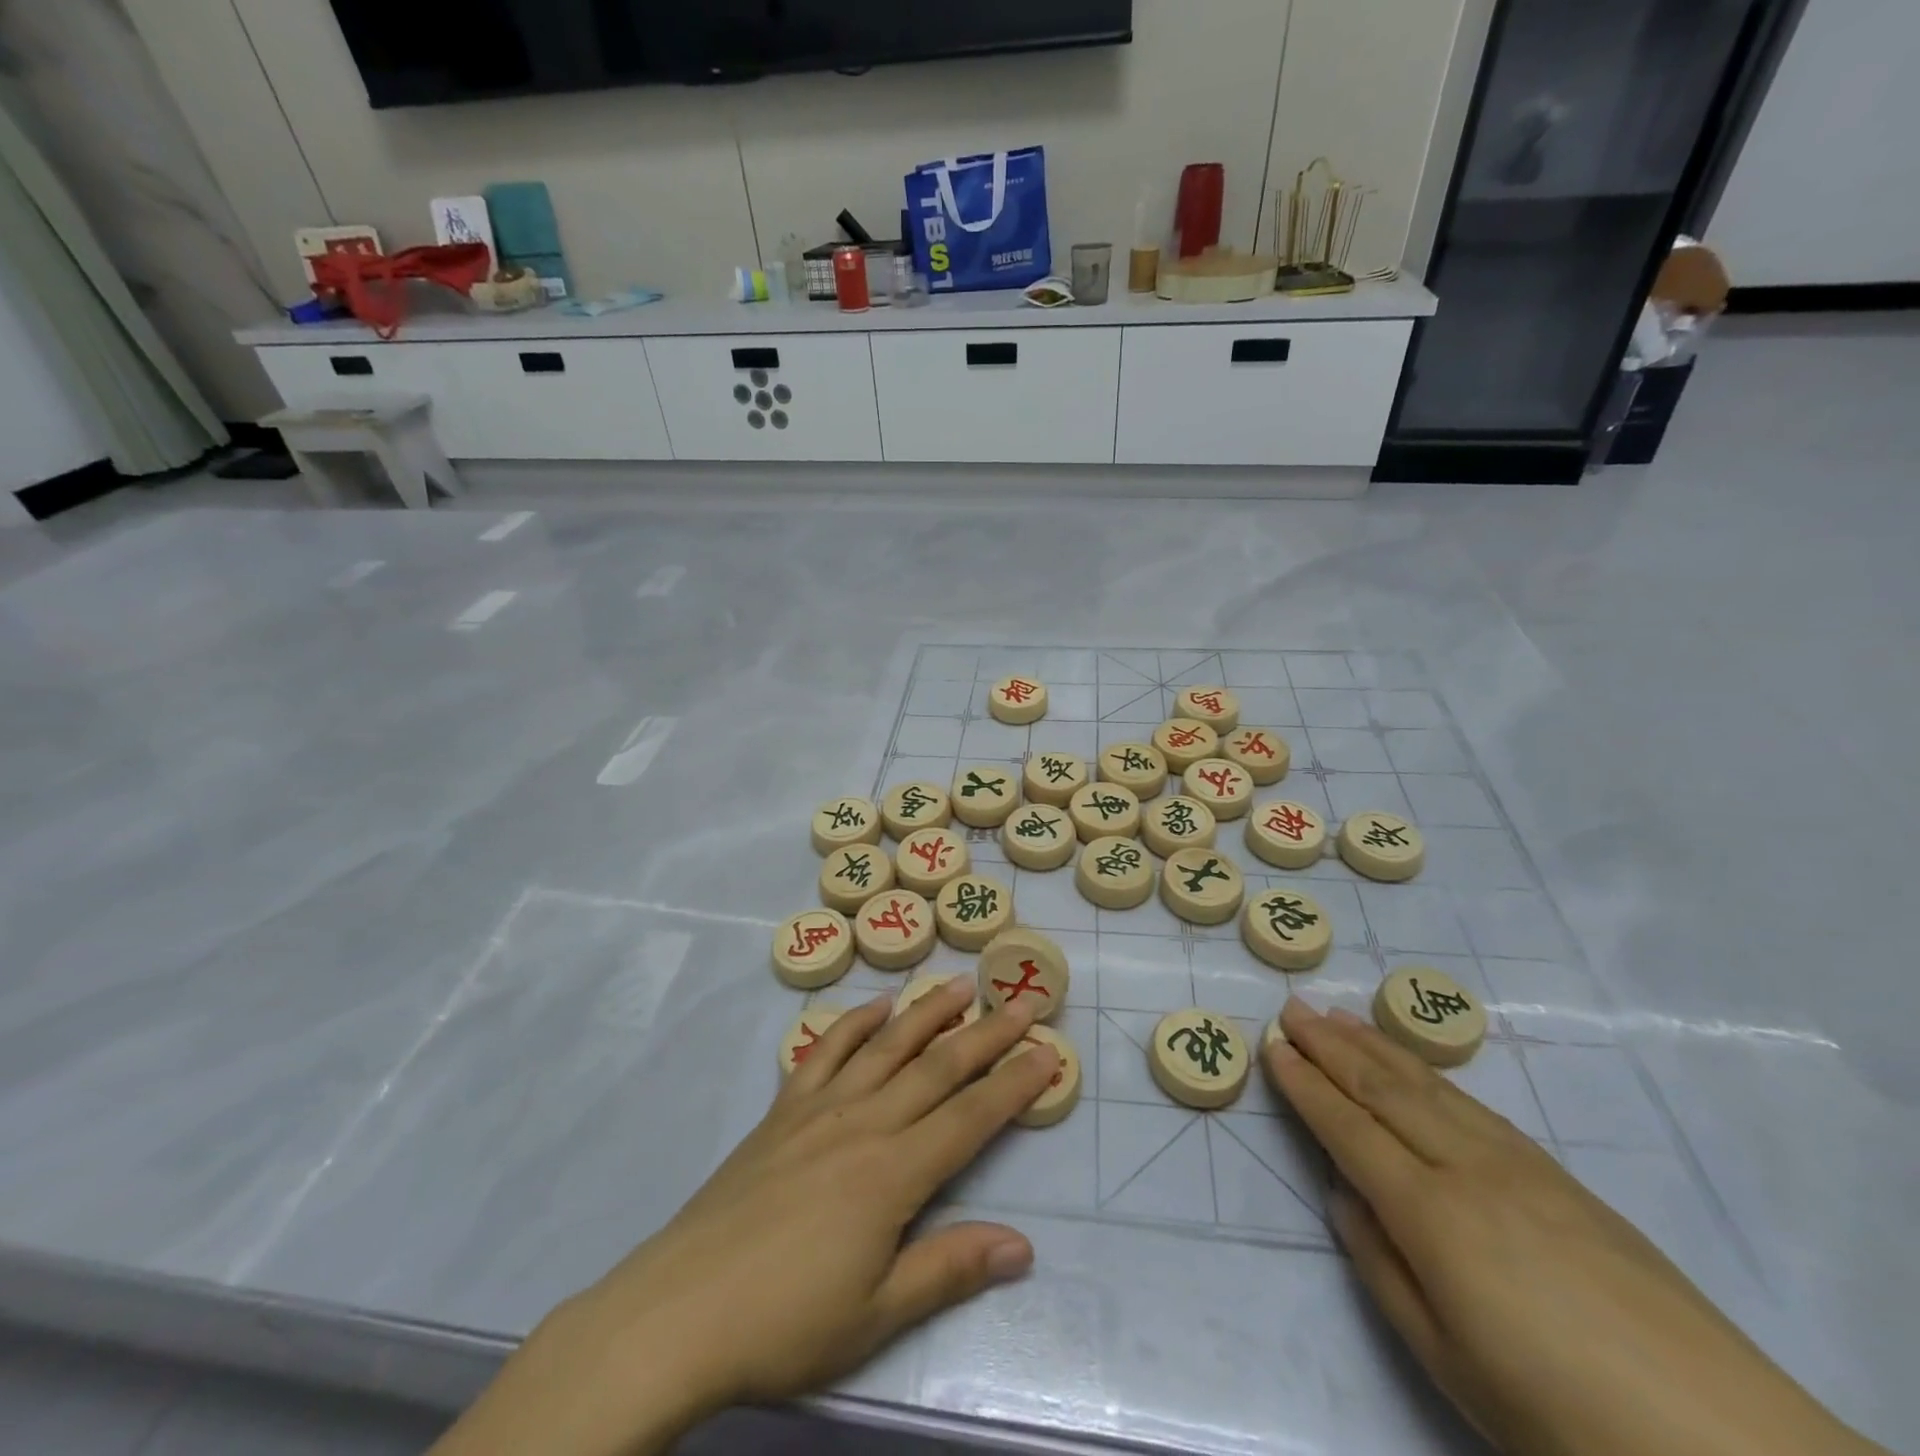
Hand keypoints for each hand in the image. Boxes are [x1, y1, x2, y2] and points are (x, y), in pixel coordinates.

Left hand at [433, 980, 1058, 1455]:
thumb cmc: (784, 1322)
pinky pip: (826, 1050)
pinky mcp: (783, 1108)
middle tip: (1021, 1002)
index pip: (971, 1116)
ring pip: (887, 1045)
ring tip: (959, 982)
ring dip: (927, 1012)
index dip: (1014, 1084)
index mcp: (894, 1173)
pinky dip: (854, 1022)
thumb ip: (949, 1268)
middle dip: (986, 1034)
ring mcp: (820, 1108)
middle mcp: (865, 1123)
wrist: (678, 1310)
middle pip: (938, 1067)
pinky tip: (876, 1004)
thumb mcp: (875, 1315)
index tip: (1047, 1052)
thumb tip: (1023, 1245)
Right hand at [1265, 999, 1887, 1455]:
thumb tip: (1345, 1195)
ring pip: (1429, 1087)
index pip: (1347, 1128)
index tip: (1273, 1046)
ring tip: (1338, 1016)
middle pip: (1384, 1090)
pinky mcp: (1560, 1176)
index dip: (1306, 1085)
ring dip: (1376, 1046)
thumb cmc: (1556, 1410)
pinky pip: (1474, 1106)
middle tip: (1293, 1008)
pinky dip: (1430, 1074)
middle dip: (1331, 1045)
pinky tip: (1416, 1066)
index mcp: (1430, 1213)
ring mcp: (1519, 1165)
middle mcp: (1467, 1169)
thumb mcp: (1446, 1359)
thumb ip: (1382, 1266)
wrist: (1724, 1445)